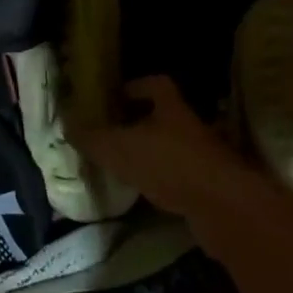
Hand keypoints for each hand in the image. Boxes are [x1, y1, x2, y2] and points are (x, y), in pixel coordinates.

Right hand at [78, 76, 250, 222]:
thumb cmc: (169, 165)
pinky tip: (146, 192)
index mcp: (171, 107)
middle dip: (139, 122)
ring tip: (124, 164)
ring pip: (172, 146)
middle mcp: (190, 126)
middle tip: (113, 133)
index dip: (134, 87)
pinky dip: (164, 179)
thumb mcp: (120, 149)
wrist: (225, 209)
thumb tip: (67, 125)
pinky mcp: (211, 186)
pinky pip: (181, 174)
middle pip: (163, 116)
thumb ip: (93, 138)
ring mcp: (205, 156)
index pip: (155, 84)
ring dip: (151, 153)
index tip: (114, 98)